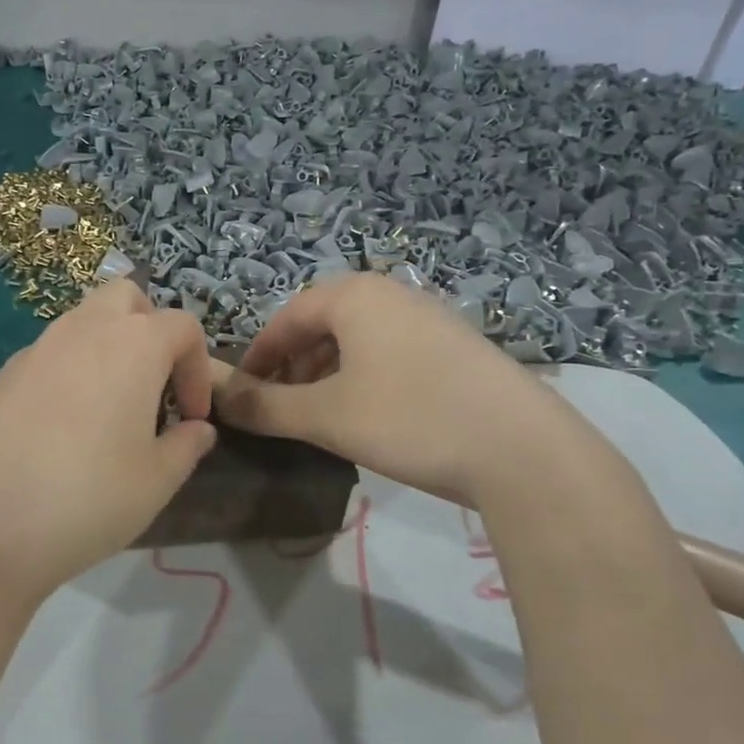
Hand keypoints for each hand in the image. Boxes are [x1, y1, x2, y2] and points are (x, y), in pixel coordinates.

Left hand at [0, 280, 217, 602]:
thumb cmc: (89, 496)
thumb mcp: (157, 480)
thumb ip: (186, 446)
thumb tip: (197, 430)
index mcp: (134, 343)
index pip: (183, 327)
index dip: (198, 370)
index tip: (193, 418)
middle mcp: (85, 329)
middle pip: (127, 298)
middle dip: (150, 330)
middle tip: (154, 386)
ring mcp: (38, 347)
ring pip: (85, 321)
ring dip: (109, 348)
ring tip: (112, 409)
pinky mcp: (4, 375)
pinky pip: (52, 353)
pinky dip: (71, 370)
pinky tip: (65, 427)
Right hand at [216, 274, 544, 505]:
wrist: (523, 449)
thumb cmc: (410, 418)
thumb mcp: (326, 416)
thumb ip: (266, 406)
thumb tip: (220, 399)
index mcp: (355, 296)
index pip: (287, 317)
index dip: (258, 356)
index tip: (243, 393)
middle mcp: (393, 294)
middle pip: (323, 324)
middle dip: (293, 365)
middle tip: (279, 407)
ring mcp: (431, 318)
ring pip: (359, 340)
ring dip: (328, 373)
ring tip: (319, 415)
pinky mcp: (458, 347)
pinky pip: (392, 353)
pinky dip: (365, 378)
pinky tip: (369, 415)